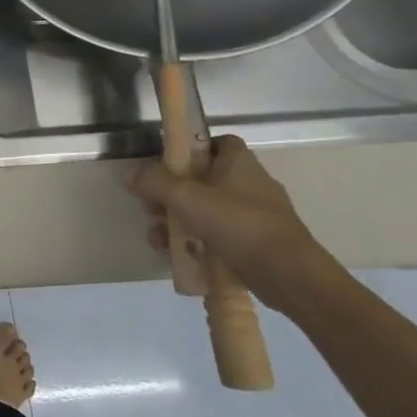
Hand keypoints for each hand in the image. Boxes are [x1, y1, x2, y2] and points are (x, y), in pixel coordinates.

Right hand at [128, 134, 317, 297]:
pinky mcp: (252, 241)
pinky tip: (173, 254)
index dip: (188, 149)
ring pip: (204, 209)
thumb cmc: (237, 224)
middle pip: (200, 178)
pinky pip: (215, 234)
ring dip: (175, 220)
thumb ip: (154, 182)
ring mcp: (252, 214)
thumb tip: (128, 173)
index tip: (163, 164)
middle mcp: (248, 183)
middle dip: (170, 193)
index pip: (214, 142)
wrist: (288, 274)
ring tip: (157, 238)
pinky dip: (193, 240)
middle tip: (151, 207)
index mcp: (239, 163)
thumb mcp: (186, 197)